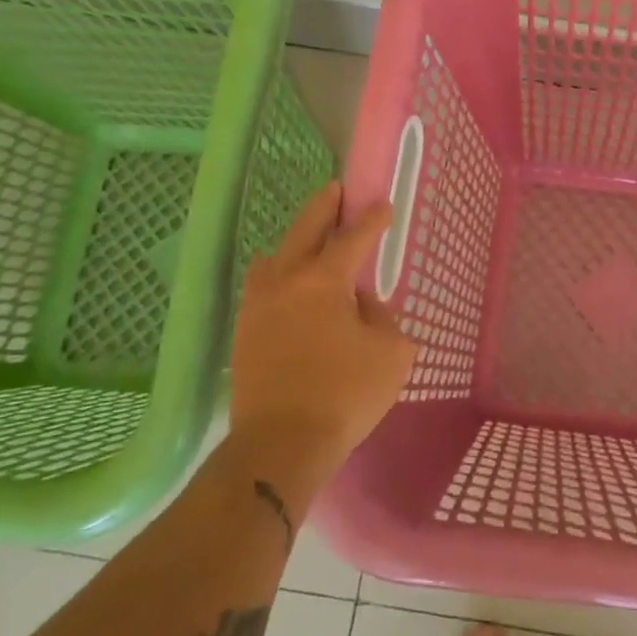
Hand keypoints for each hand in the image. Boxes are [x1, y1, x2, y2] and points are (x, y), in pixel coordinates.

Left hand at [228, 183, 416, 475]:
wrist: (280, 445)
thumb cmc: (344, 394)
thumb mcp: (392, 353)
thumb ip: (382, 318)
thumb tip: (361, 307)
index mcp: (323, 280)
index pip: (353, 238)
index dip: (371, 220)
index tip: (383, 205)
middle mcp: (285, 281)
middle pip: (304, 230)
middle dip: (323, 206)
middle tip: (337, 190)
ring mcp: (258, 306)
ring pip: (274, 257)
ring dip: (294, 241)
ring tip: (309, 242)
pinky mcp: (245, 333)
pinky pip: (263, 287)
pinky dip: (279, 275)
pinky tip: (290, 287)